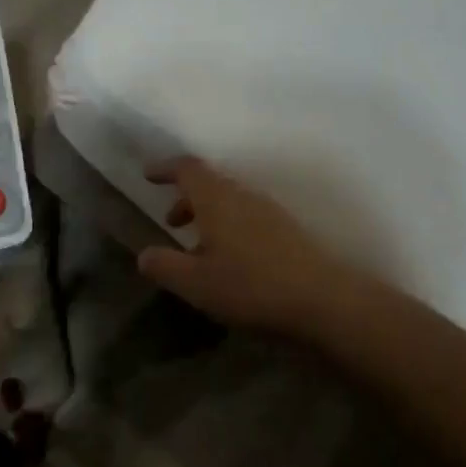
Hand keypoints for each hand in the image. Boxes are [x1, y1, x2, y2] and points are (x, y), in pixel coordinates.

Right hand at [137, 156, 374, 335]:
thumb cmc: (250, 286)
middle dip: (186, 198)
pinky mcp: (286, 230)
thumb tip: (144, 254)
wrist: (321, 298)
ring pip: (230, 201)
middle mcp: (243, 196)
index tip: (149, 175)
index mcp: (217, 199)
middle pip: (210, 184)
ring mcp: (269, 211)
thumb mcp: (196, 283)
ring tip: (197, 249)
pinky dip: (228, 227)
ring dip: (208, 216)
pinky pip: (247, 217)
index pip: (188, 169)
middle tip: (171, 223)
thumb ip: (165, 266)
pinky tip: (229, 262)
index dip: (166, 168)